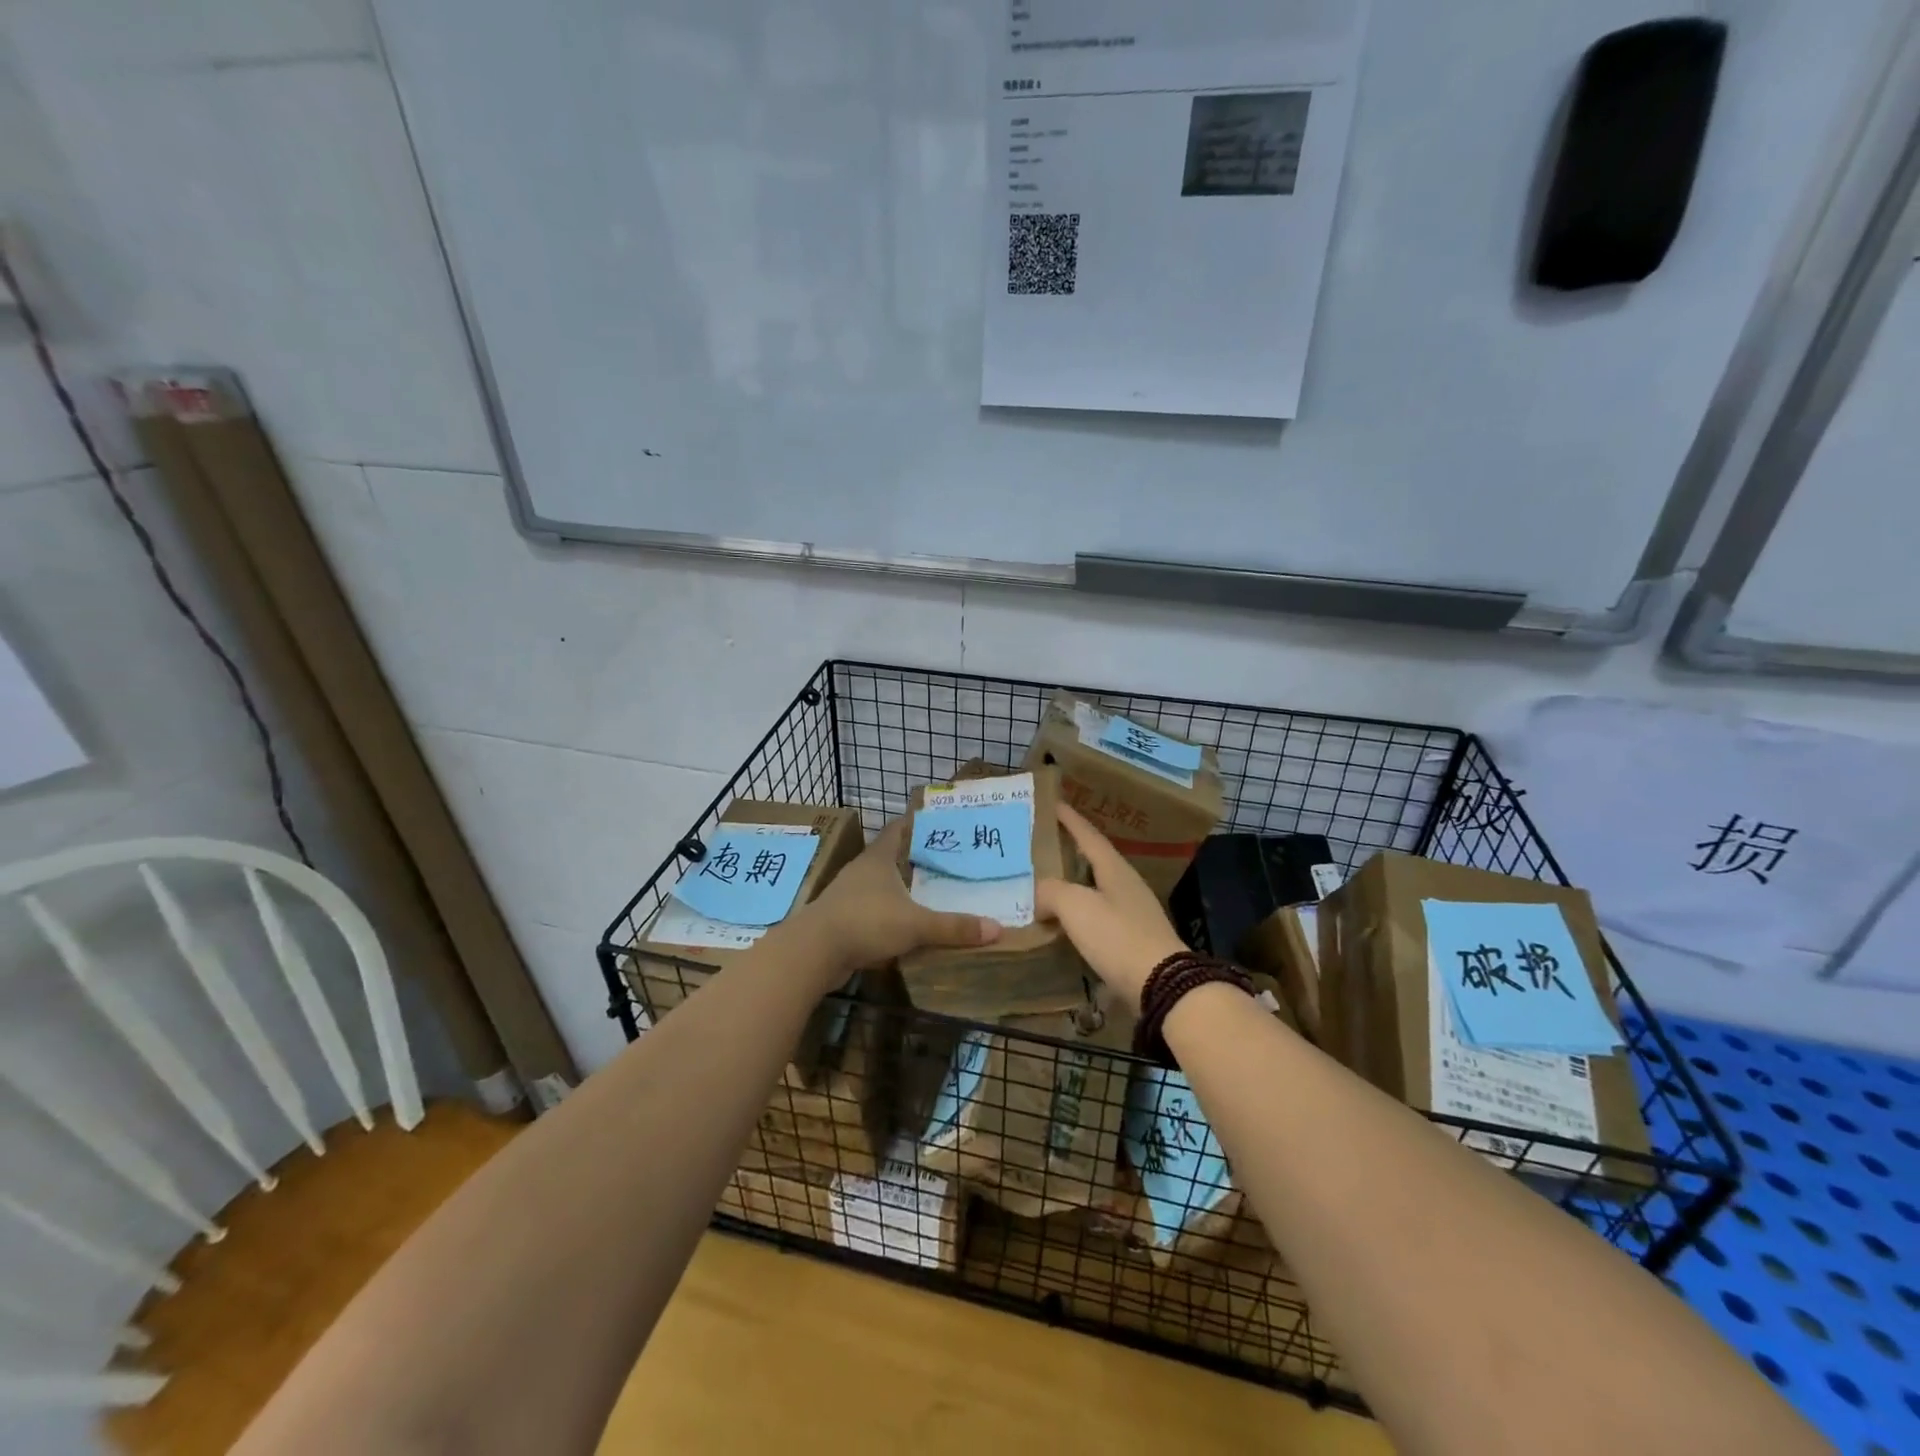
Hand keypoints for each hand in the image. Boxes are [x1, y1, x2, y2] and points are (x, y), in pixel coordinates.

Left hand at [790, 818, 999, 980]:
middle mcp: (861, 870)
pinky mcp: (840, 919)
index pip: (898, 829)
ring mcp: (847, 894)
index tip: (937, 821)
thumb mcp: (915, 925)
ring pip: (879, 884)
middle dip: (913, 857)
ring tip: (927, 892)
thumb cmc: (865, 922)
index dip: (915, 823)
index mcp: (878, 858)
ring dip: (899, 887)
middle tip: (944, 859)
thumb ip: (953, 927)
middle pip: (890, 856)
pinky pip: (870, 909)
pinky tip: (902, 924)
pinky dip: (887, 912)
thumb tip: (996, 929)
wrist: (813, 952)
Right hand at [1035, 803, 1186, 1011]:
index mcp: (1114, 869)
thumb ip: (1051, 891)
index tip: (1053, 803)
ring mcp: (1133, 913)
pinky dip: (1078, 914)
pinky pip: (1098, 917)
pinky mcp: (1132, 940)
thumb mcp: (1076, 906)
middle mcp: (1126, 885)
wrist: (1161, 985)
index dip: (1070, 820)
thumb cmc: (1117, 936)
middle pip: (1094, 860)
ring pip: (1096, 889)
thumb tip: (1038, 894)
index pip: (1088, 835)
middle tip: (1043, 845)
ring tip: (1047, 884)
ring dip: (1073, 884)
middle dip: (1070, 851)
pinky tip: (1064, 923)